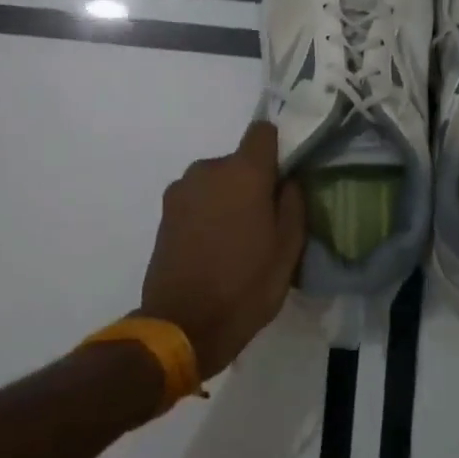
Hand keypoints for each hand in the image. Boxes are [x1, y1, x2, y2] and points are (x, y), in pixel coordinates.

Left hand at [139, 122, 307, 379]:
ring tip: (236, 238)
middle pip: (239, 161)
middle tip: (264, 220)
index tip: (285, 175)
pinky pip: (197, 199)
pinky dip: (208, 213)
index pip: (264, 132)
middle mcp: (208, 169)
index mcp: (243, 172)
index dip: (278, 148)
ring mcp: (181, 190)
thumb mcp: (288, 249)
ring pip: (216, 181)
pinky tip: (214, 247)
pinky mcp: (164, 212)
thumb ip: (294, 204)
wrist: (182, 325)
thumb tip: (289, 181)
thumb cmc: (245, 286)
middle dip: (253, 182)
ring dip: (228, 198)